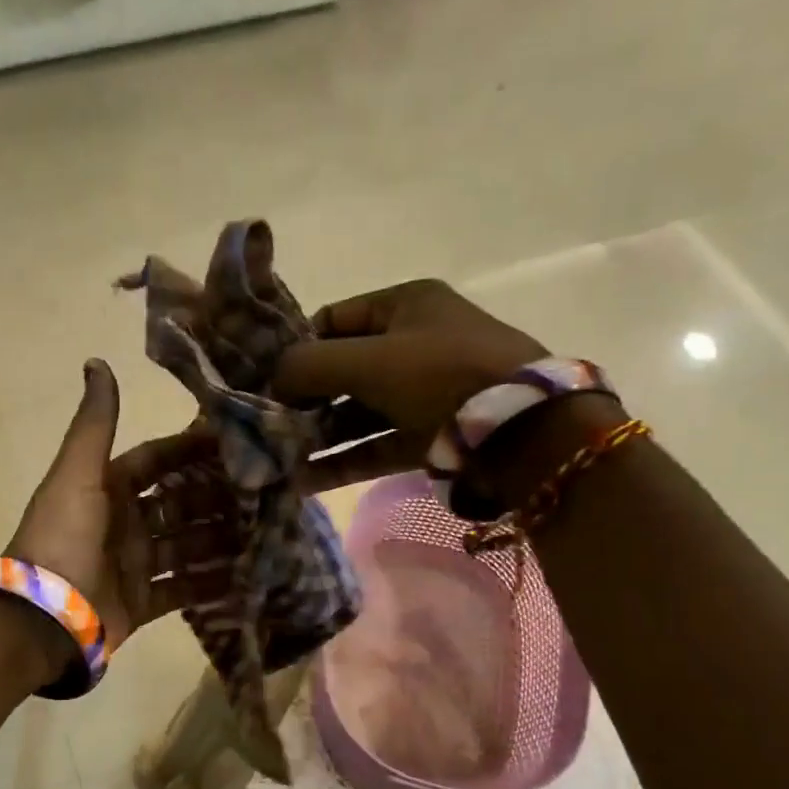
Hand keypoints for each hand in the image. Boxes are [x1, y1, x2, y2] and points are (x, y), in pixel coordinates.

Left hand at [4, 361, 235, 677]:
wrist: (43, 616)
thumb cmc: (63, 538)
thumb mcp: (78, 474)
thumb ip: (95, 423)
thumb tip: (96, 361)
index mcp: (108, 488)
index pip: (158, 461)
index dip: (192, 451)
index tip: (237, 444)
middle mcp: (124, 523)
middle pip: (180, 504)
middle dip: (217, 498)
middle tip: (265, 493)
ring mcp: (134, 564)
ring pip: (187, 546)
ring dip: (221, 540)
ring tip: (267, 533)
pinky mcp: (142, 603)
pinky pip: (183, 590)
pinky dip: (211, 585)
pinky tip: (248, 577)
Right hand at [272, 279, 549, 491]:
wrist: (522, 431)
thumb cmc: (441, 375)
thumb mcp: (369, 360)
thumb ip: (309, 366)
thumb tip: (273, 380)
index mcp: (405, 306)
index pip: (334, 319)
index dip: (298, 347)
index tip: (267, 380)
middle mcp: (413, 345)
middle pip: (342, 370)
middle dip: (303, 400)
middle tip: (267, 425)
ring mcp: (422, 394)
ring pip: (356, 413)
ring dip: (317, 437)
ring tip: (277, 460)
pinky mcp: (428, 437)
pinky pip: (374, 446)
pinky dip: (341, 462)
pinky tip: (303, 482)